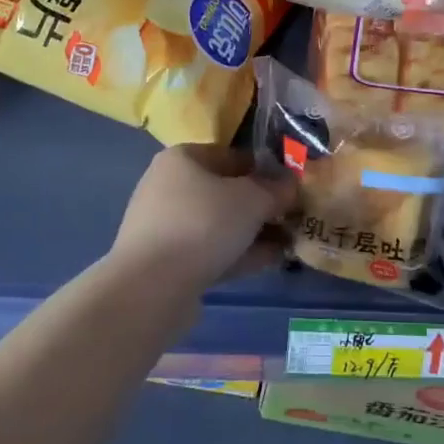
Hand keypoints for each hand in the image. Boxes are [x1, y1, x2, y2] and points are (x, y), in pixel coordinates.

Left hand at [111, 145, 296, 294]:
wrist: (151, 288)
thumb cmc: (203, 224)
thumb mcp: (252, 199)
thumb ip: (275, 189)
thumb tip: (290, 184)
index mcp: (182, 158)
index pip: (232, 155)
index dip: (265, 168)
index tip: (291, 185)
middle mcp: (168, 186)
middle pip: (225, 191)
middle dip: (260, 205)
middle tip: (292, 216)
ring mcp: (165, 226)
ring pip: (219, 223)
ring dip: (252, 232)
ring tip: (288, 242)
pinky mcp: (166, 262)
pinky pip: (210, 250)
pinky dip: (238, 253)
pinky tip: (269, 261)